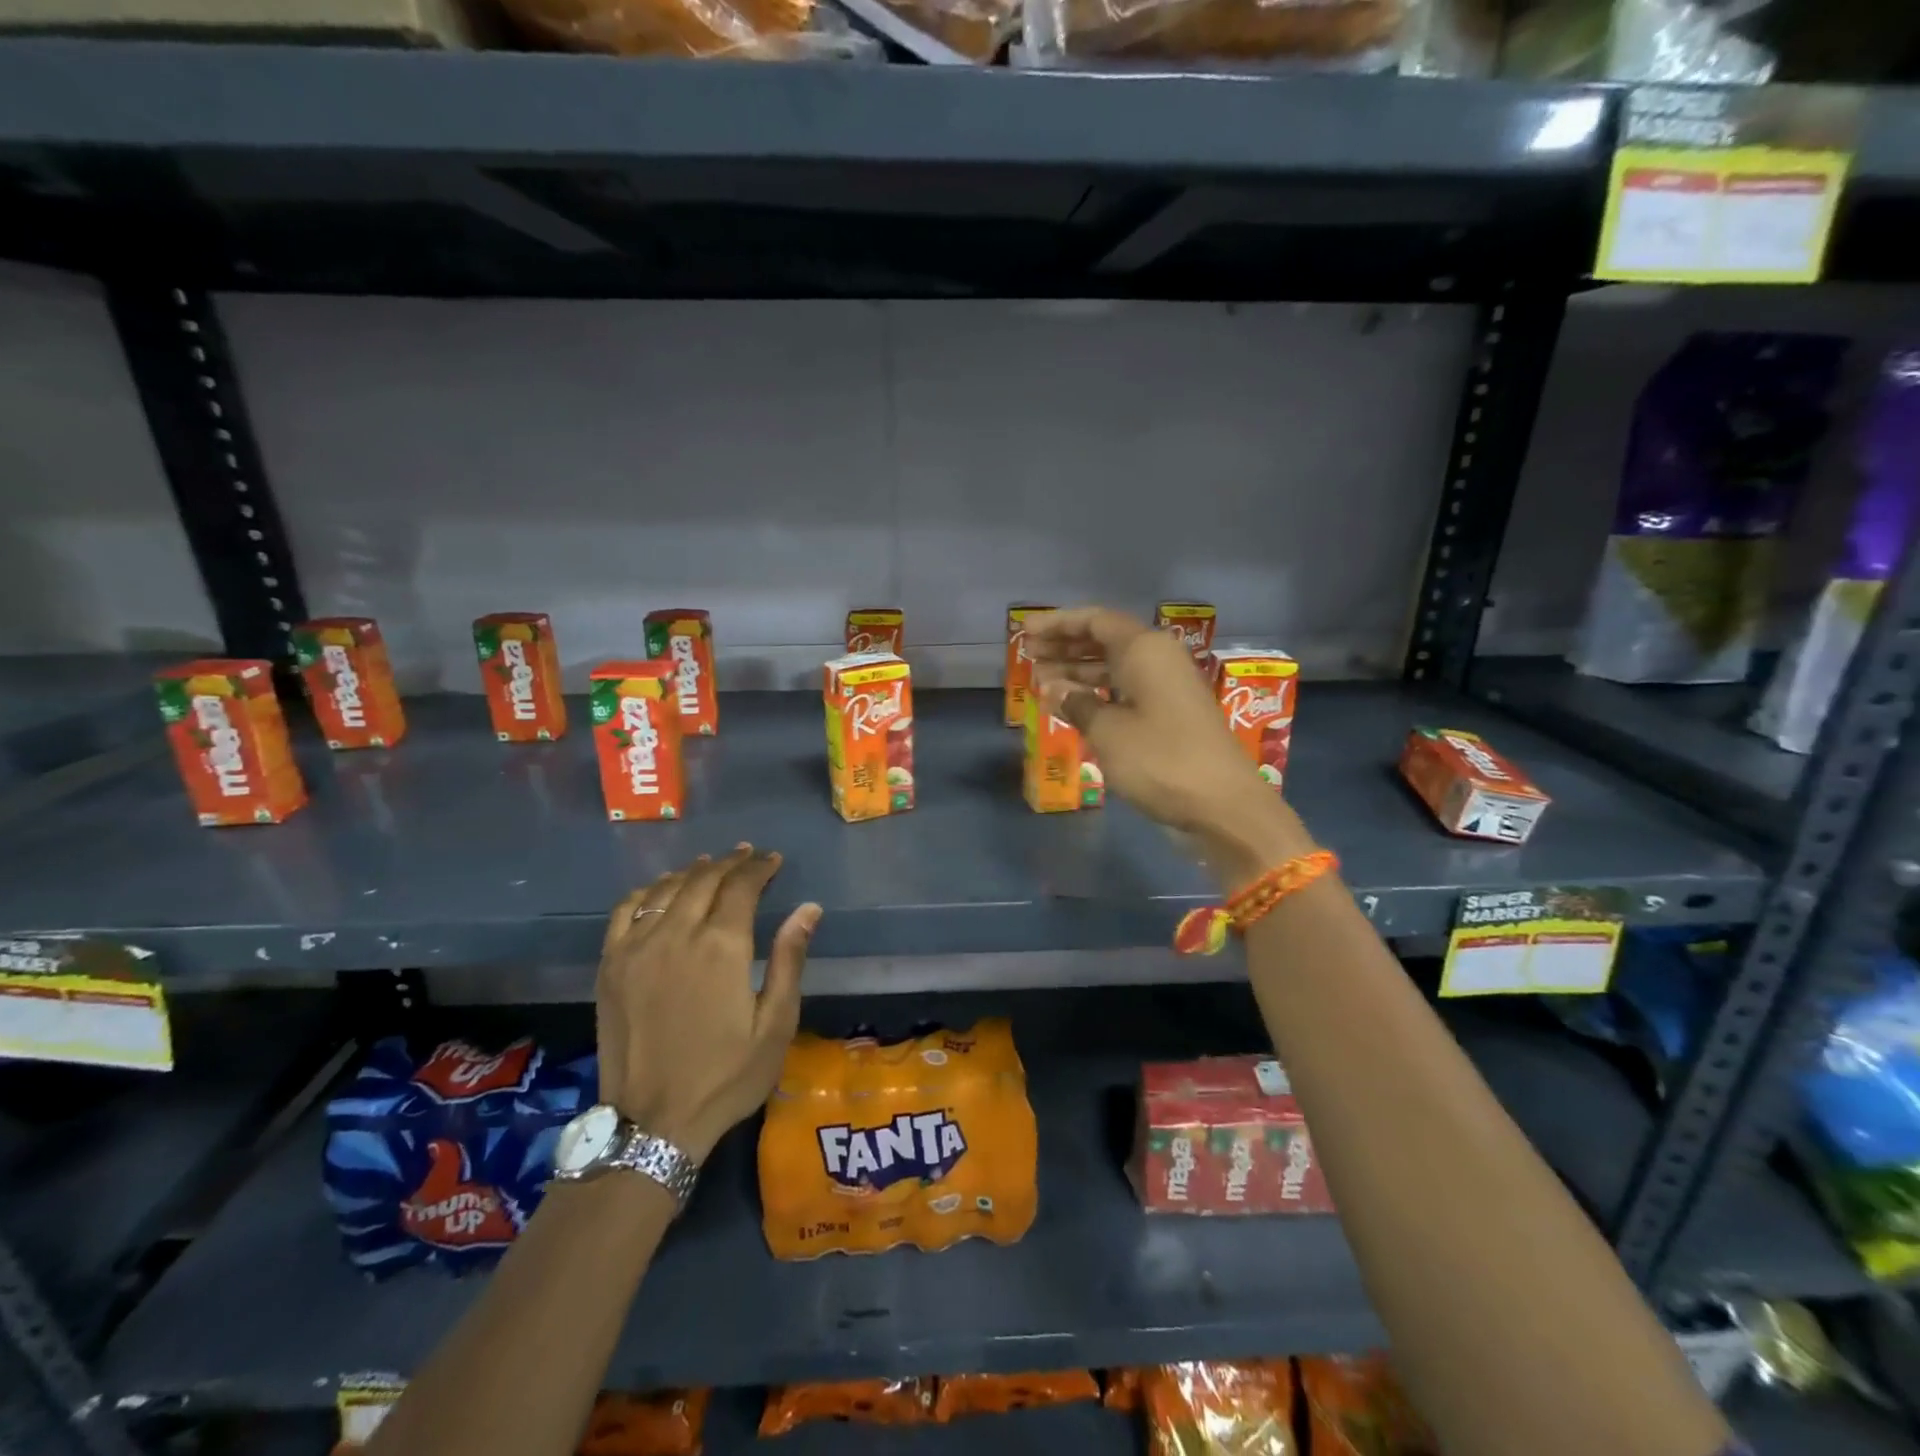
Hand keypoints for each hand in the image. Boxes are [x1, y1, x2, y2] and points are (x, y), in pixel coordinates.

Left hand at [595, 846, 820, 1162]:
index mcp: (722, 947)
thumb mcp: (775, 1024)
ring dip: (692, 871)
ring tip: (710, 864)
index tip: (773, 860)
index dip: (759, 868)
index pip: (741, 886)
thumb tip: (809, 908)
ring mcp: (637, 947)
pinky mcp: (610, 965)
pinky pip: (625, 910)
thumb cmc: (726, 1076)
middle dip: (730, 862)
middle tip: (748, 856)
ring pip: (666, 888)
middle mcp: (677, 934)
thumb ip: (789, 960)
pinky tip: (660, 890)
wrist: (652, 1124)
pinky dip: (647, 891)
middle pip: (704, 879)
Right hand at [1028, 606, 1314, 885]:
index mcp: (1145, 650)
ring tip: (1040, 683)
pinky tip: (1072, 708)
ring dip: (1078, 673)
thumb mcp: (1107, 731)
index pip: (1096, 620)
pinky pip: (1125, 692)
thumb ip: (1075, 703)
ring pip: (1114, 668)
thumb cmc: (1160, 759)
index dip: (1059, 623)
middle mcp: (1158, 660)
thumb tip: (1050, 687)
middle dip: (1065, 647)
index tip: (1026, 631)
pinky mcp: (1169, 716)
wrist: (1222, 806)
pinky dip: (1097, 695)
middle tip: (1028, 657)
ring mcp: (1166, 689)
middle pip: (1105, 641)